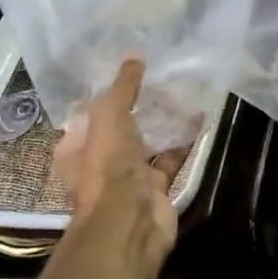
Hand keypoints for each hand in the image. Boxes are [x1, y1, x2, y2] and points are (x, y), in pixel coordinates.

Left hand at [52, 58, 179, 261]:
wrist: (130, 221)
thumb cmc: (108, 166)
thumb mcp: (110, 116)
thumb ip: (122, 87)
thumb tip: (134, 57)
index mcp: (77, 149)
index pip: (89, 117)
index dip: (106, 97)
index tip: (128, 76)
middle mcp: (100, 164)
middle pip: (121, 131)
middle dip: (139, 109)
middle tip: (161, 81)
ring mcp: (129, 179)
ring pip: (148, 144)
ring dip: (164, 124)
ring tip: (184, 94)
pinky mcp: (157, 189)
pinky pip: (172, 159)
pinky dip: (185, 141)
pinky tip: (201, 118)